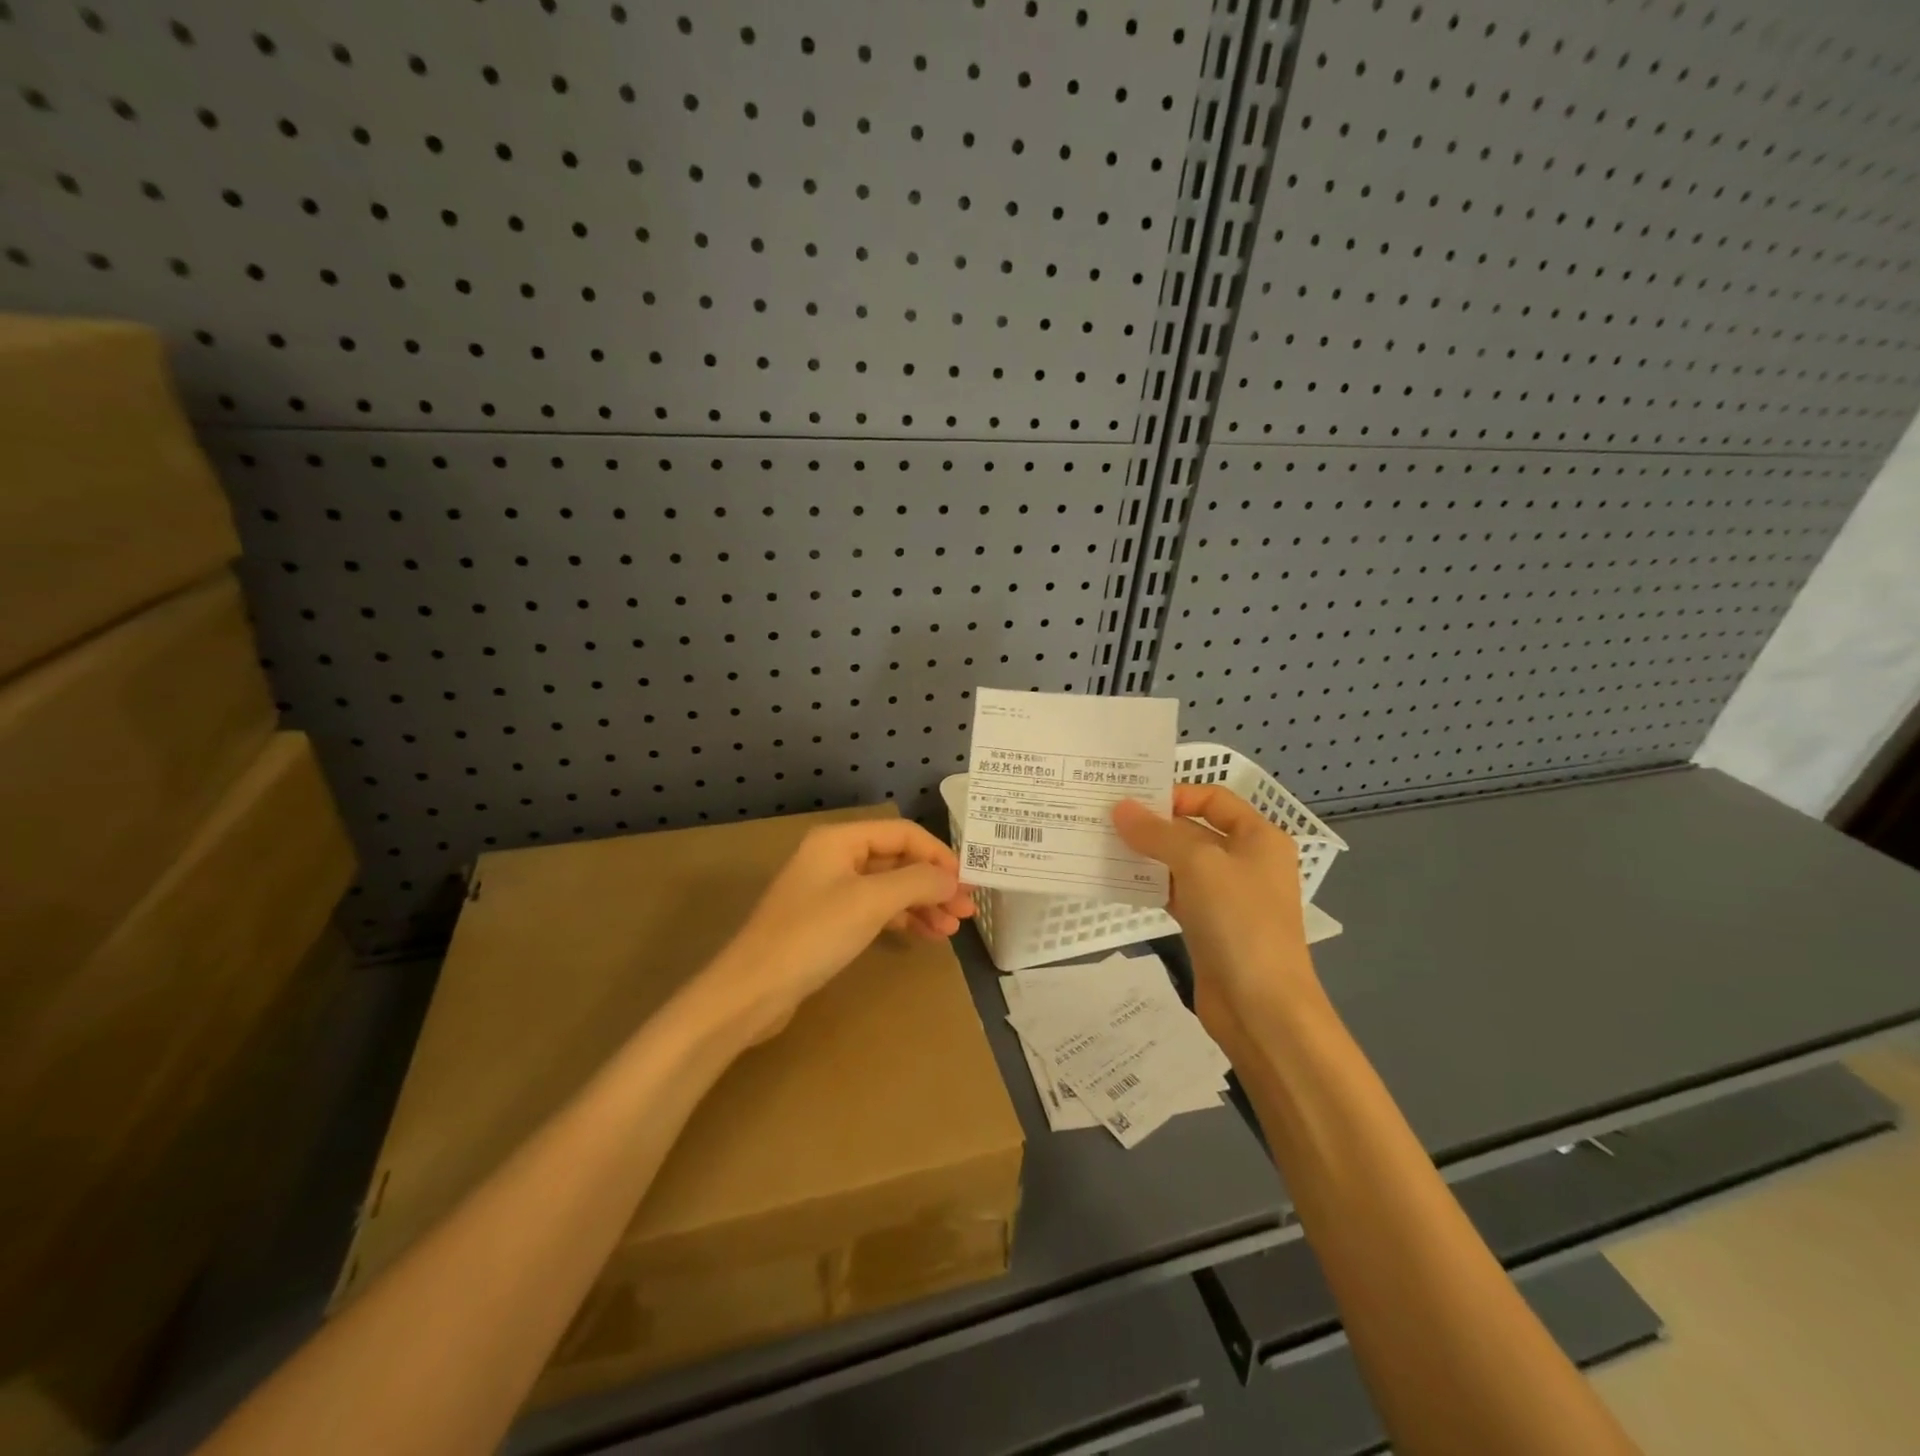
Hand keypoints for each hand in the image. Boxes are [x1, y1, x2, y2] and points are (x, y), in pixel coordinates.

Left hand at [698, 819, 975, 1044]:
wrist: (752, 991)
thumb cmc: (813, 935)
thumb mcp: (871, 902)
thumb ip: (918, 882)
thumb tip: (952, 878)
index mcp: (839, 840)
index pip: (903, 834)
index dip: (939, 854)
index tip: (967, 883)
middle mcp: (834, 857)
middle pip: (896, 860)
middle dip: (933, 883)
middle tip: (965, 911)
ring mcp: (828, 891)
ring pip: (887, 888)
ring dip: (921, 904)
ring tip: (950, 930)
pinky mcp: (826, 922)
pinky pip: (874, 910)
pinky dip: (901, 920)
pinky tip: (924, 935)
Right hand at [1113, 786, 1322, 1048]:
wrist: (1262, 1007)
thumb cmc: (1239, 921)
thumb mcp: (1198, 865)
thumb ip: (1157, 834)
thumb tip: (1120, 808)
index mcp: (1258, 837)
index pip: (1213, 798)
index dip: (1175, 794)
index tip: (1132, 800)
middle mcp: (1245, 861)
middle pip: (1194, 829)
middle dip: (1152, 824)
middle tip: (1104, 818)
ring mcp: (1226, 896)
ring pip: (1180, 863)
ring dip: (1146, 855)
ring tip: (1102, 845)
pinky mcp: (1208, 925)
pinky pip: (1174, 893)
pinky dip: (1150, 885)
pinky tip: (1118, 881)